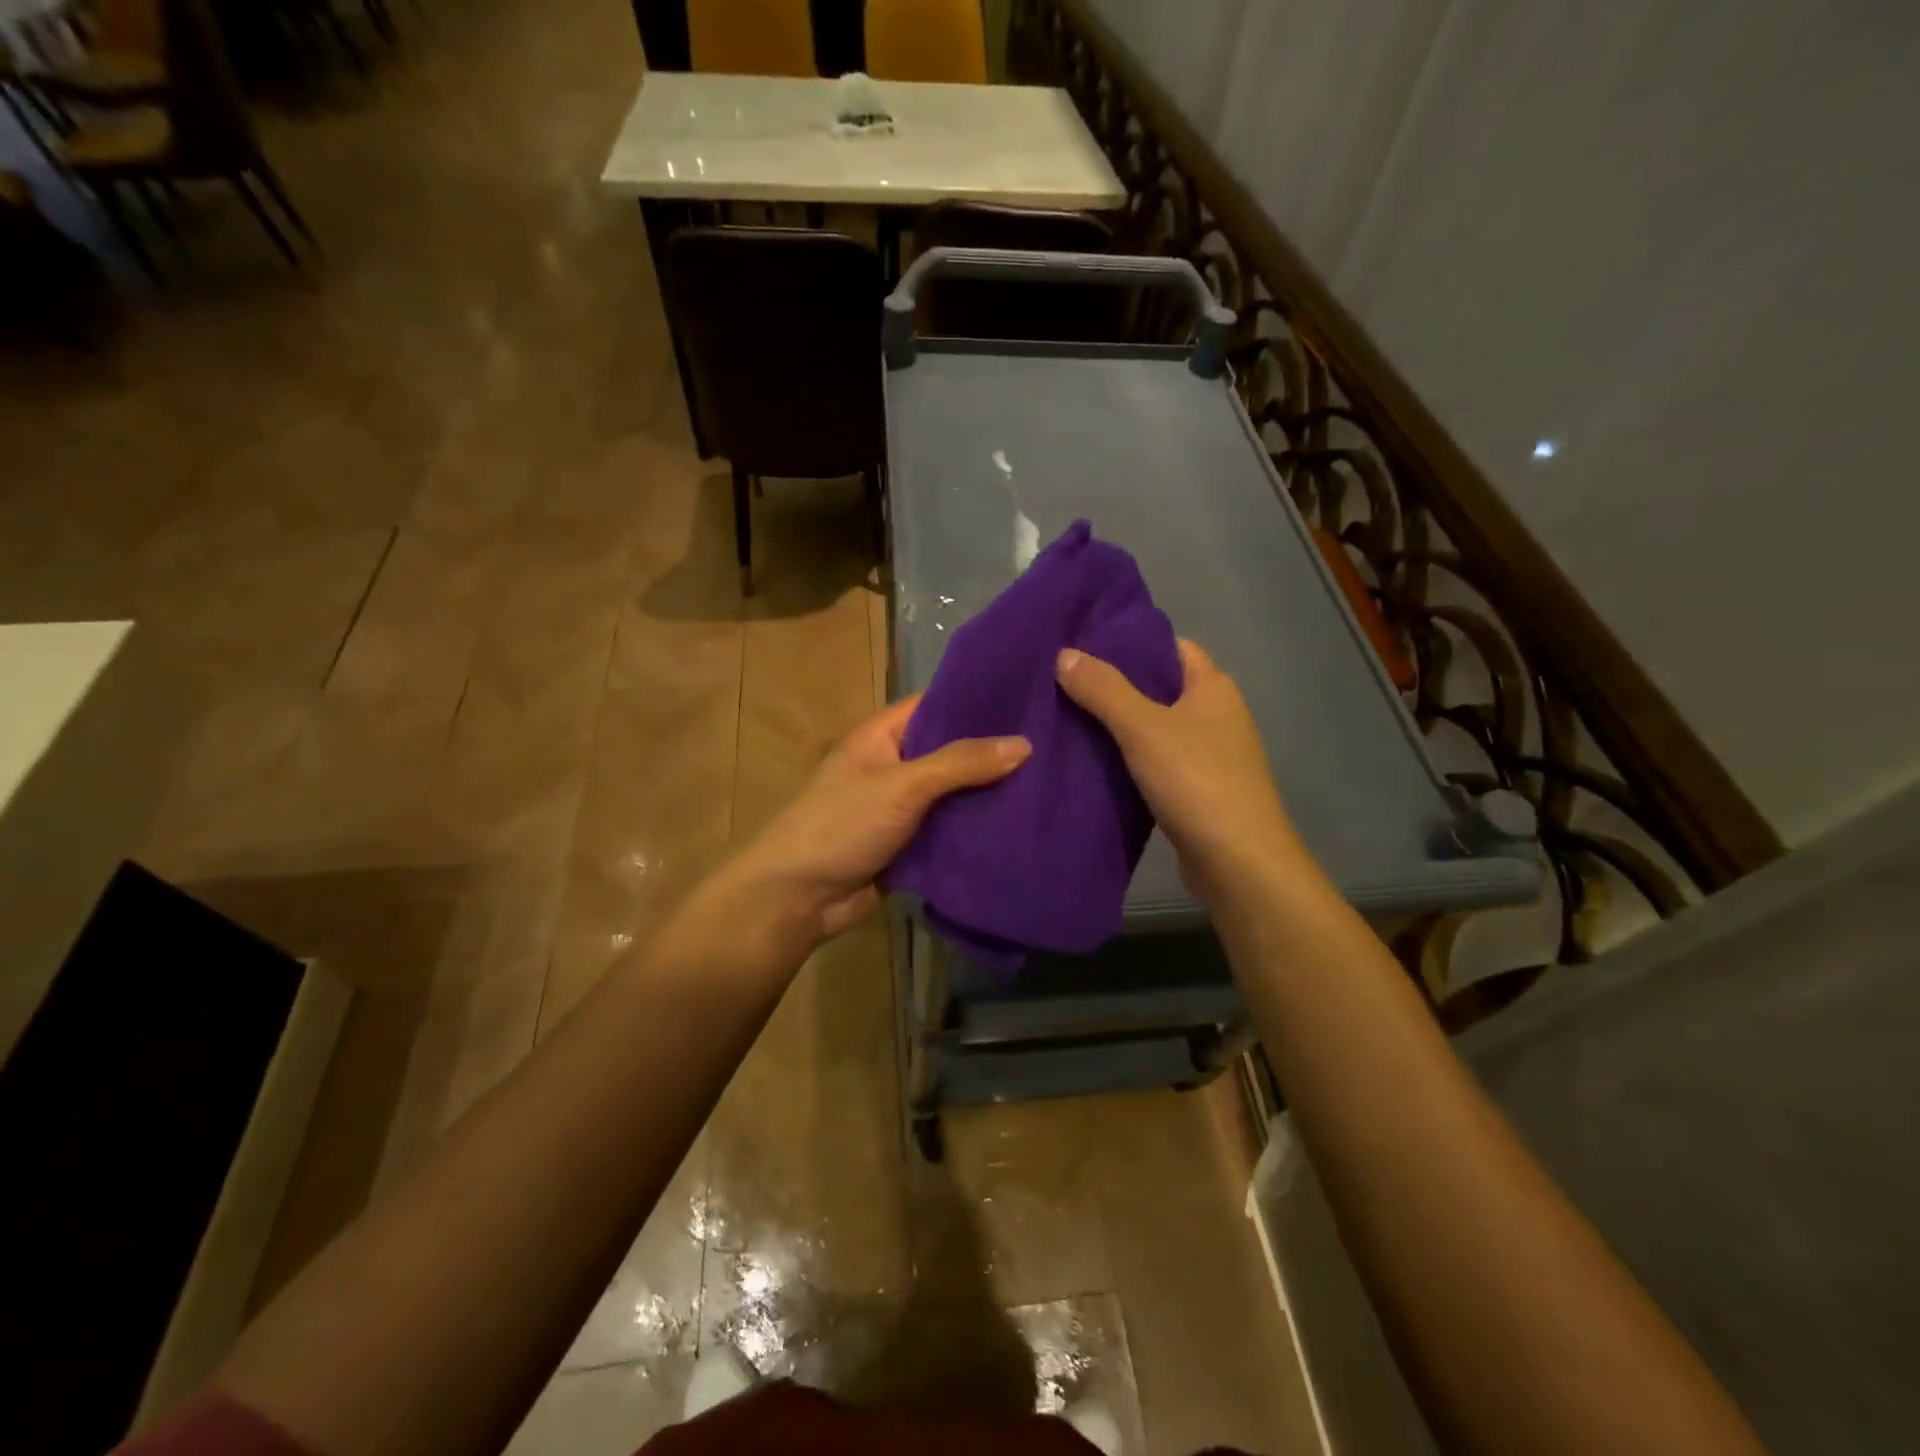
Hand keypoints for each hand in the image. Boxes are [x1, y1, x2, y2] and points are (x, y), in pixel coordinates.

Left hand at [715, 694, 1029, 959]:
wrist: (797, 898)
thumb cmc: (841, 825)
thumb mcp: (902, 786)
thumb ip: (961, 763)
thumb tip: (1025, 744)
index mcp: (884, 735)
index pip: (938, 704)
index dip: (980, 700)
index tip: (1032, 698)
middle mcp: (895, 765)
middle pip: (952, 751)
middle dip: (994, 752)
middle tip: (1057, 745)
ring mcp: (902, 807)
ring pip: (955, 794)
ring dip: (990, 794)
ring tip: (1052, 783)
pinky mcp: (910, 845)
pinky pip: (951, 830)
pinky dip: (978, 829)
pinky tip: (1023, 825)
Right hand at [1056, 640, 1304, 904]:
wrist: (1238, 863)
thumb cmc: (1197, 782)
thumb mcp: (1143, 728)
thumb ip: (1104, 690)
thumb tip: (1064, 654)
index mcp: (1212, 688)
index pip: (1169, 647)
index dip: (1129, 642)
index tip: (1082, 644)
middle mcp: (1215, 715)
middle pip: (1157, 687)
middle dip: (1113, 685)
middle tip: (1061, 682)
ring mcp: (1207, 755)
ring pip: (1153, 728)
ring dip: (1116, 726)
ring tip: (1065, 718)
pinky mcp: (1195, 790)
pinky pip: (1153, 761)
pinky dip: (1126, 759)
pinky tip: (1091, 761)